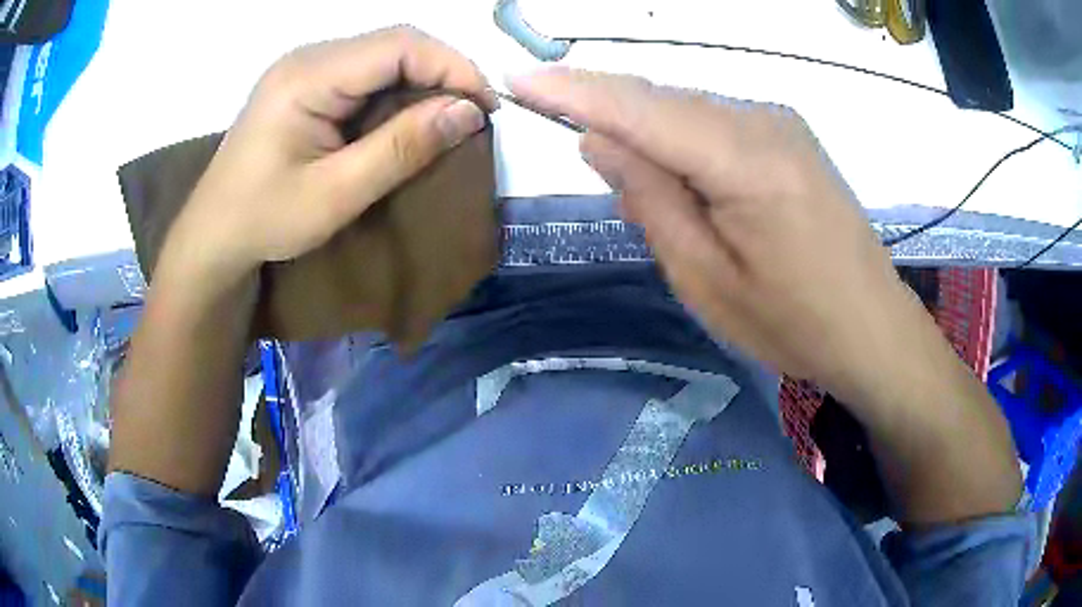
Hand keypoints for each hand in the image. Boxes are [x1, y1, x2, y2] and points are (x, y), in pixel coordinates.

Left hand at [167, 26, 496, 283]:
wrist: (213, 235)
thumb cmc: (264, 220)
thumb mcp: (336, 193)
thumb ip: (402, 148)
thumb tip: (469, 112)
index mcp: (308, 76)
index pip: (399, 45)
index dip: (453, 67)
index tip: (485, 108)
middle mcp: (308, 58)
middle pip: (394, 43)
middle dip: (442, 73)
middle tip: (472, 115)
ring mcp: (305, 68)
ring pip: (383, 56)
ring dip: (422, 82)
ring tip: (447, 119)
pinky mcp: (306, 84)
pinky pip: (365, 73)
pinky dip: (396, 92)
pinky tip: (406, 119)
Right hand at [510, 69, 931, 397]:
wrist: (873, 329)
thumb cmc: (793, 323)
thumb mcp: (705, 279)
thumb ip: (650, 200)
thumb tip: (599, 139)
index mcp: (746, 160)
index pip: (640, 107)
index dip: (573, 90)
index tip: (519, 80)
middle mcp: (764, 122)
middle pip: (662, 102)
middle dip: (609, 118)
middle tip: (585, 162)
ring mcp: (781, 124)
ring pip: (688, 112)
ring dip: (649, 139)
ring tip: (647, 199)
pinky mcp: (789, 137)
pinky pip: (716, 125)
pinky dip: (683, 146)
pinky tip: (686, 188)